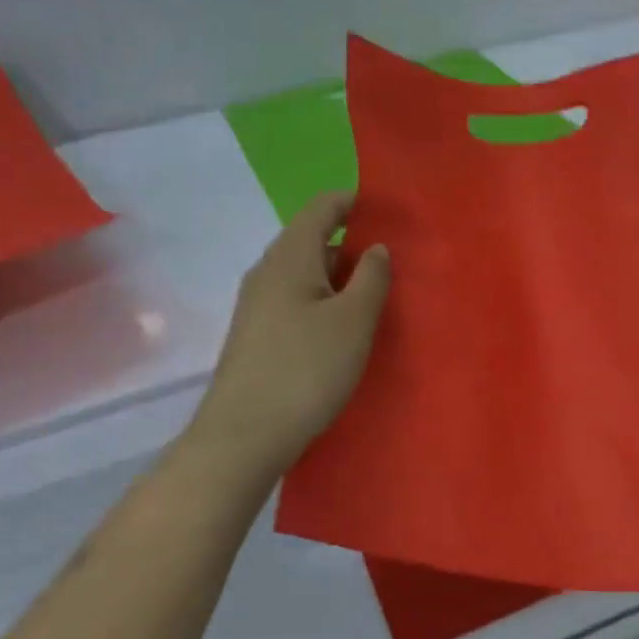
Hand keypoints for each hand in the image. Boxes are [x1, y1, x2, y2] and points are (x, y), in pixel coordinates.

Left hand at [189, 191, 391, 475]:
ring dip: (340, 278)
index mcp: (290, 256)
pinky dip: (324, 303)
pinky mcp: (257, 336)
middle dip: (353, 245)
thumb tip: (376, 247)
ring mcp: (257, 305)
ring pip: (305, 274)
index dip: (355, 203)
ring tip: (377, 297)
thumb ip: (371, 277)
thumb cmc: (305, 369)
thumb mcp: (353, 321)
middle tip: (394, 263)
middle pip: (313, 239)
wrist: (244, 435)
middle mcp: (267, 272)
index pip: (322, 207)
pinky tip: (344, 330)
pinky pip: (296, 302)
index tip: (390, 215)